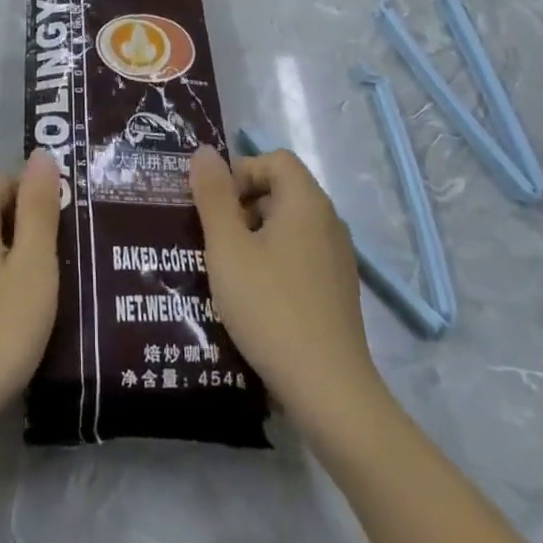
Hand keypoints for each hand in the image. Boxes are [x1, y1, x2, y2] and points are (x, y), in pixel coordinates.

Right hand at [190, 145, 386, 435]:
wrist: (329, 391)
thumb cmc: (270, 307)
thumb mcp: (228, 247)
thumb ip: (214, 195)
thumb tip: (204, 152)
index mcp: (306, 202)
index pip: (274, 160)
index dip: (240, 172)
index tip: (214, 206)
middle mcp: (329, 221)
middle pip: (281, 189)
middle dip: (242, 204)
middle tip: (213, 237)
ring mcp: (338, 258)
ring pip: (289, 225)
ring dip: (255, 234)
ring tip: (227, 268)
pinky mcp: (338, 290)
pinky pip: (300, 255)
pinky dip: (274, 260)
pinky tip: (254, 296)